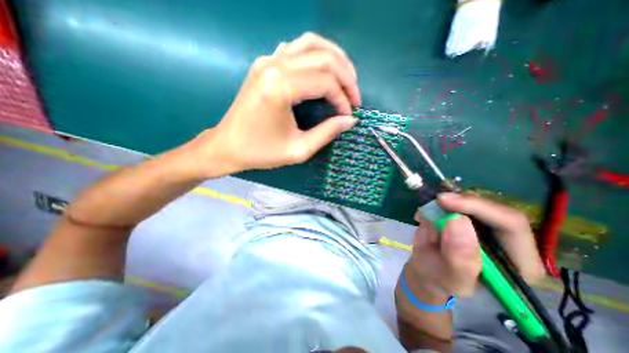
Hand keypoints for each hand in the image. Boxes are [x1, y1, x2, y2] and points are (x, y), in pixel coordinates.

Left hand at [190, 32, 358, 177]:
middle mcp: (273, 65)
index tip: (349, 115)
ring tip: (347, 80)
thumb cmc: (262, 152)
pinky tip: (323, 71)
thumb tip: (350, 120)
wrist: (228, 146)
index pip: (325, 82)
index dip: (343, 98)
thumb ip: (327, 133)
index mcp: (280, 88)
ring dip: (335, 59)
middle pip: (323, 58)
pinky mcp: (265, 63)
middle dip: (346, 77)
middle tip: (354, 97)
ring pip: (312, 44)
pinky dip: (317, 54)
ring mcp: (267, 60)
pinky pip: (297, 47)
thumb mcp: (298, 150)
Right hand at [403, 191, 545, 302]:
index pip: (511, 225)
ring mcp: (484, 223)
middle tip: (436, 201)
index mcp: (518, 261)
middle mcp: (506, 238)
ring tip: (426, 217)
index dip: (479, 208)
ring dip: (445, 203)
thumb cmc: (442, 279)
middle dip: (461, 202)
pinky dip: (436, 203)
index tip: (445, 201)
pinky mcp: (466, 215)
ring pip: (471, 199)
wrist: (427, 269)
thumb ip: (460, 258)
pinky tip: (424, 216)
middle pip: (492, 207)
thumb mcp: (452, 279)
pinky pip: (454, 199)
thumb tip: (457, 219)